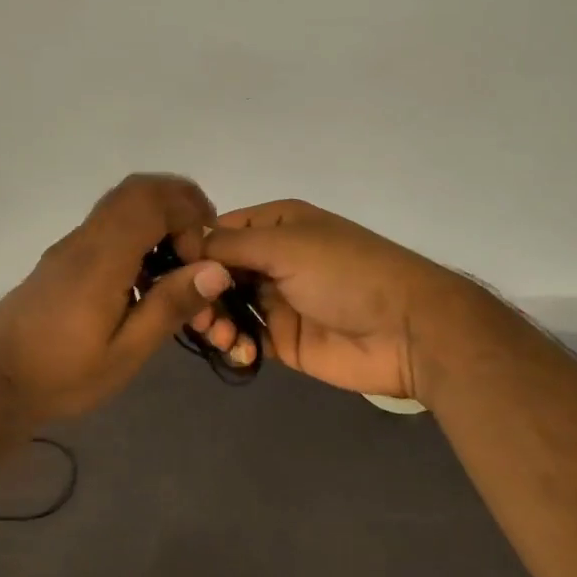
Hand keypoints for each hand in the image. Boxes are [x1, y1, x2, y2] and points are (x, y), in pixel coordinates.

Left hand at [0, 174, 235, 430]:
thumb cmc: (61, 375)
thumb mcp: (125, 354)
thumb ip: (169, 306)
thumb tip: (216, 269)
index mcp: (102, 259)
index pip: (151, 201)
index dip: (188, 212)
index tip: (203, 254)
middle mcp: (84, 240)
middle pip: (135, 191)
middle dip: (178, 204)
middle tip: (199, 246)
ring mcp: (69, 247)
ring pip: (120, 205)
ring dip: (157, 218)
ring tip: (178, 264)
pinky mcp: (62, 260)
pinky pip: (107, 226)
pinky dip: (138, 233)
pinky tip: (144, 280)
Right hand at [197, 199, 475, 399]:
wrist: (406, 330)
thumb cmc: (345, 273)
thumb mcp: (286, 246)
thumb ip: (231, 246)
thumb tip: (185, 244)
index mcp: (277, 225)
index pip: (219, 231)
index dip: (193, 249)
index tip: (170, 271)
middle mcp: (274, 258)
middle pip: (217, 272)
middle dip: (201, 290)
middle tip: (197, 313)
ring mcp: (279, 300)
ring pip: (227, 306)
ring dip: (215, 320)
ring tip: (222, 335)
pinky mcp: (286, 339)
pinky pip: (246, 338)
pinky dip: (236, 345)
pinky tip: (241, 352)